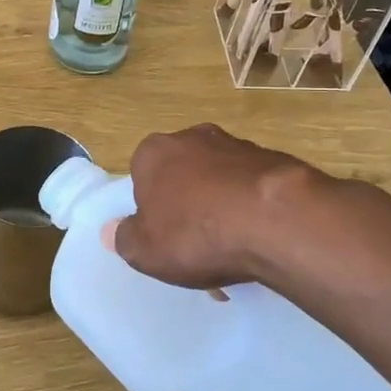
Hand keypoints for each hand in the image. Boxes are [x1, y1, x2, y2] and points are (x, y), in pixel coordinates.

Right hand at [107, 124, 315, 290]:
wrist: (277, 220)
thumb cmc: (196, 233)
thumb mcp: (144, 250)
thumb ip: (124, 238)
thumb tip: (113, 230)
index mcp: (153, 152)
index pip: (142, 177)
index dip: (151, 210)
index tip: (164, 237)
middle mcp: (193, 137)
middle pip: (183, 177)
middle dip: (188, 207)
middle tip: (197, 248)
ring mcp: (237, 145)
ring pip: (220, 184)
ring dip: (222, 211)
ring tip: (233, 253)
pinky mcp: (275, 160)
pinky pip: (252, 191)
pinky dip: (252, 212)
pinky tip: (260, 243)